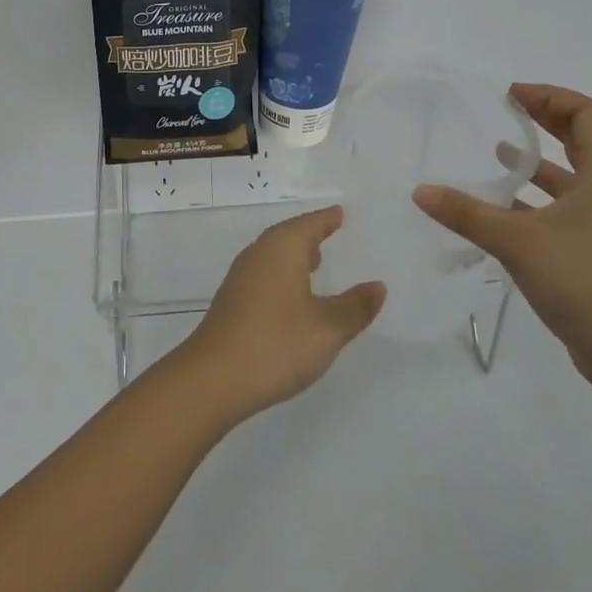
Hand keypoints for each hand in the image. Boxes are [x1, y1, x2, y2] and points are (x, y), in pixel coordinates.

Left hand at [175, 207, 385, 422]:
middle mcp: (259, 254)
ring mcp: (240, 278)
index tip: (340, 213)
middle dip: (310, 234)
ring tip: (315, 263)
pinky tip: (290, 297)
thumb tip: (378, 286)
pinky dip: (282, 275)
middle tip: (330, 232)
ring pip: (273, 255)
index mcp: (283, 248)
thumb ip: (355, 306)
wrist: (213, 379)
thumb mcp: (327, 328)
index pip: (310, 224)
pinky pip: (263, 274)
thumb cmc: (276, 344)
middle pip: (288, 235)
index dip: (327, 219)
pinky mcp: (231, 302)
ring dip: (294, 256)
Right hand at [412, 84, 591, 385]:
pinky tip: (499, 207)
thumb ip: (468, 214)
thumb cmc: (584, 282)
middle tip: (507, 110)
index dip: (550, 97)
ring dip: (536, 161)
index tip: (512, 97)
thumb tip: (421, 191)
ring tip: (497, 153)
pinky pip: (561, 208)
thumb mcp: (519, 242)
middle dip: (544, 120)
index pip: (587, 114)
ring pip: (570, 176)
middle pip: (581, 138)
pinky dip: (533, 198)